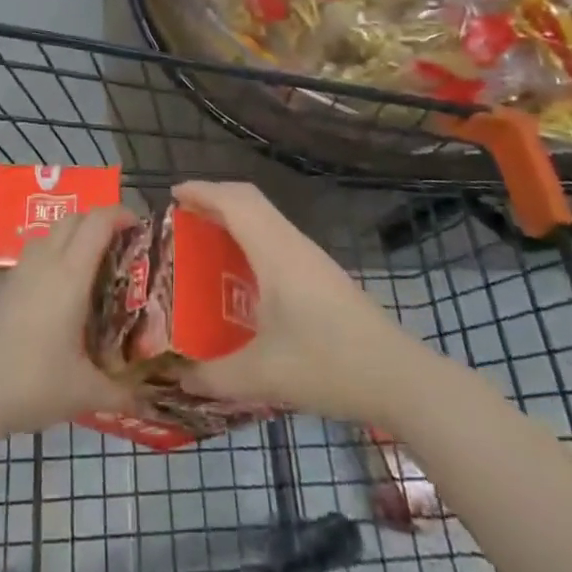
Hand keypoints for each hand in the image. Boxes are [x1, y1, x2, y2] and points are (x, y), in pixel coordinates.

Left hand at [0, 206, 138, 437]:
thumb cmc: (32, 381)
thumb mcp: (83, 391)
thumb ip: (120, 393)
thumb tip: (149, 403)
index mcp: (70, 274)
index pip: (97, 223)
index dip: (120, 215)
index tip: (139, 226)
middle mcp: (45, 262)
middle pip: (74, 219)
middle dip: (99, 222)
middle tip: (120, 248)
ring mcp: (20, 272)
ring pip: (51, 234)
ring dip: (74, 237)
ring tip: (92, 269)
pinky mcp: (4, 287)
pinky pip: (36, 255)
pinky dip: (54, 256)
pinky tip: (60, 295)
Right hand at [173, 181, 411, 424]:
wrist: (400, 378)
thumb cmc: (328, 364)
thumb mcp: (264, 376)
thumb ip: (215, 377)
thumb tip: (178, 379)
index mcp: (275, 251)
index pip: (234, 201)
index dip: (202, 191)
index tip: (172, 195)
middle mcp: (292, 244)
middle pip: (249, 200)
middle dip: (213, 199)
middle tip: (183, 217)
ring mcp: (311, 258)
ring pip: (266, 217)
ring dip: (234, 217)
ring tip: (205, 241)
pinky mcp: (322, 275)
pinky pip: (276, 236)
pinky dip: (251, 237)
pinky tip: (243, 273)